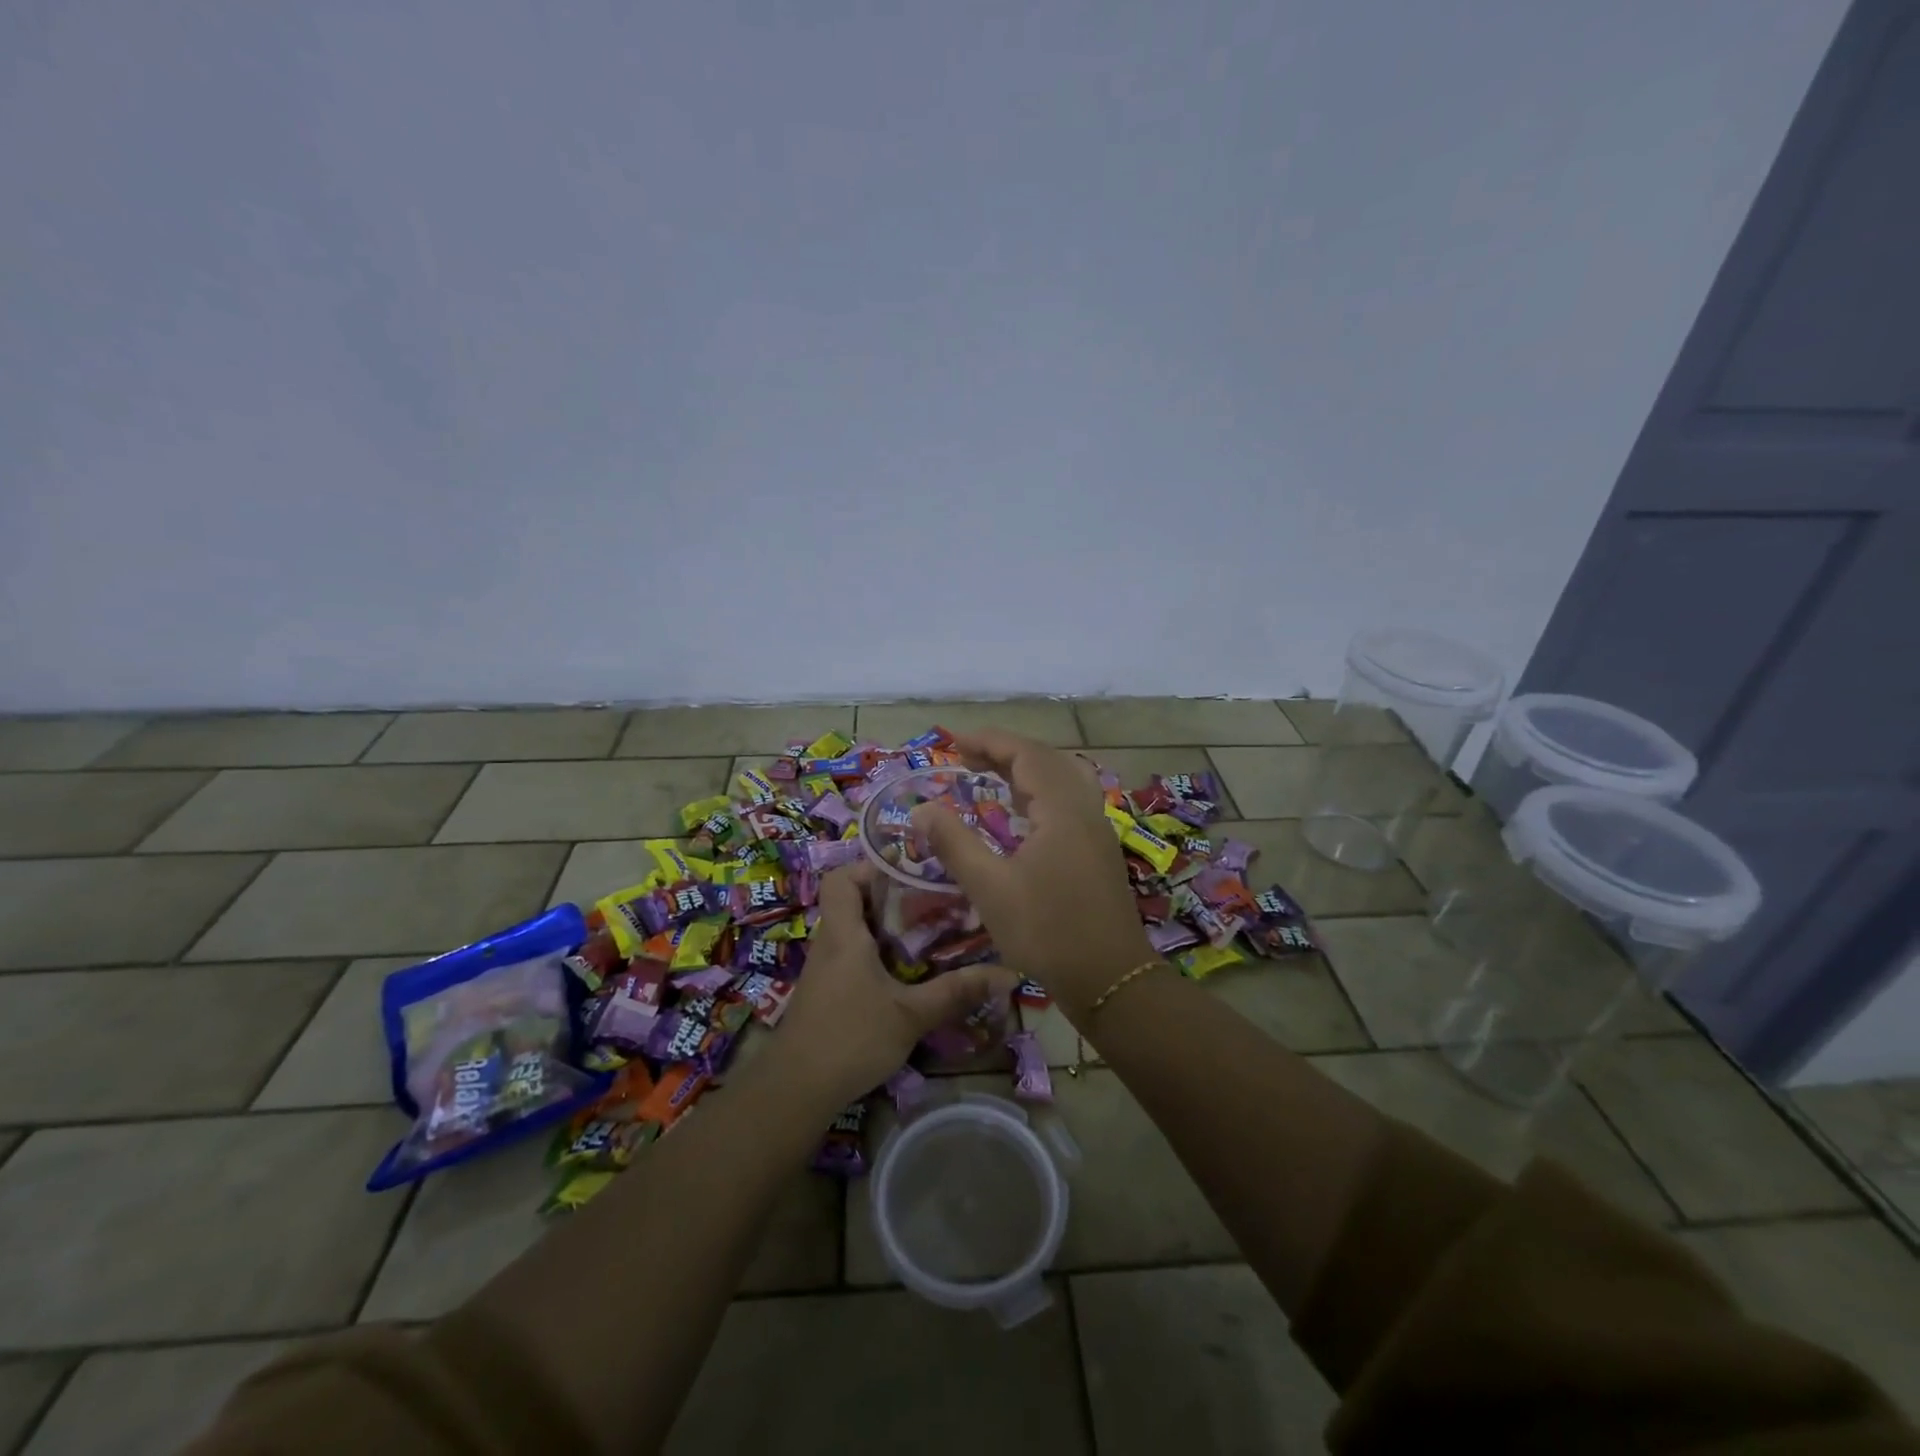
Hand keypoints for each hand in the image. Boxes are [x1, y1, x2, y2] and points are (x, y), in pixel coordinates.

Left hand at [770, 865, 1018, 1110]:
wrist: (796, 1091)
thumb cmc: (851, 1038)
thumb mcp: (911, 1014)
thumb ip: (956, 991)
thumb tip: (1008, 973)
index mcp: (843, 933)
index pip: (840, 878)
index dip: (869, 867)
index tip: (908, 874)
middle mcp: (829, 943)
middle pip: (852, 901)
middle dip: (891, 898)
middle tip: (932, 903)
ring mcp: (825, 970)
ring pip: (853, 931)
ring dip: (886, 929)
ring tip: (929, 934)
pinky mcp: (827, 993)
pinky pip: (852, 957)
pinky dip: (877, 955)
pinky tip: (906, 974)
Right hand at [912, 729, 1154, 1019]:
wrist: (1109, 979)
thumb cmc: (1047, 931)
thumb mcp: (990, 888)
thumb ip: (954, 843)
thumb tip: (922, 810)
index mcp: (1062, 810)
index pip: (1027, 754)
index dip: (990, 741)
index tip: (954, 743)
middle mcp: (1085, 810)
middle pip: (1048, 760)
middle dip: (1007, 751)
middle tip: (968, 758)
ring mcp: (1097, 830)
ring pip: (1064, 779)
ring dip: (1028, 770)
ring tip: (992, 777)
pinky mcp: (1098, 851)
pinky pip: (1070, 801)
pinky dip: (1042, 792)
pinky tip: (1023, 815)